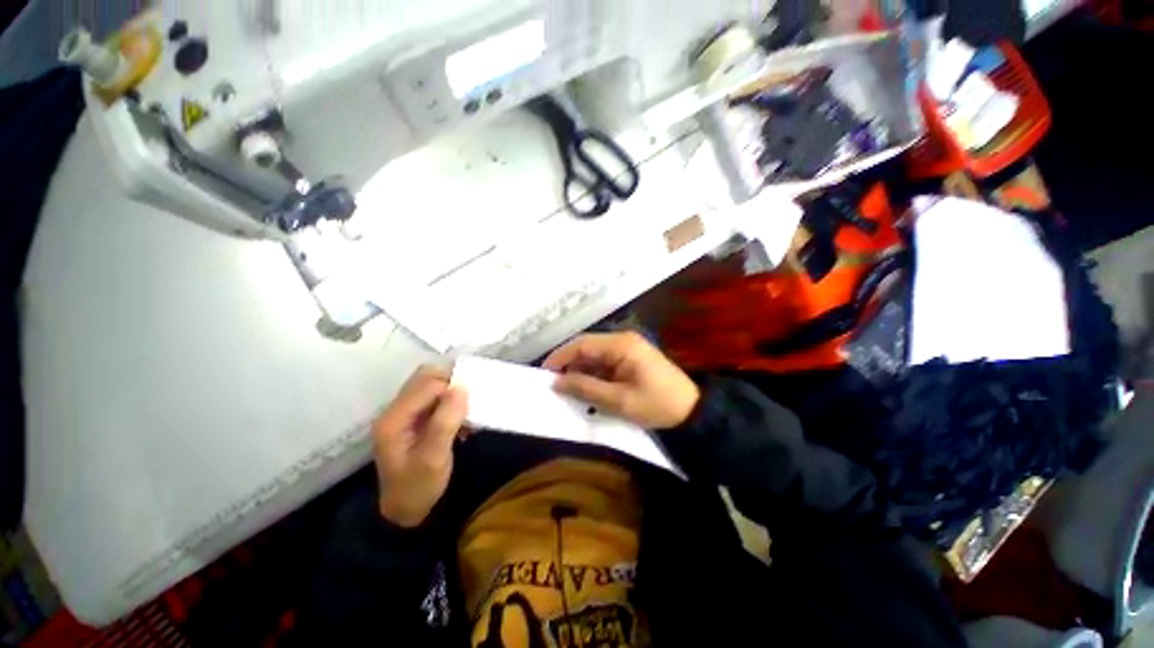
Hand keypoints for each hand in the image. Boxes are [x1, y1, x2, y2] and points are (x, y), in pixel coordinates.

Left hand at [372, 366, 467, 527]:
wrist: (406, 512)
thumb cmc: (419, 487)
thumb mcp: (434, 458)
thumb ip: (446, 421)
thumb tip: (461, 387)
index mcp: (394, 419)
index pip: (427, 385)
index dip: (452, 388)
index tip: (472, 402)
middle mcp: (395, 410)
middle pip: (424, 378)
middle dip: (451, 382)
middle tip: (471, 398)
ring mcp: (404, 414)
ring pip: (430, 385)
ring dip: (451, 391)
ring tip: (467, 408)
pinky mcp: (413, 419)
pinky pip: (433, 398)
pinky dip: (450, 401)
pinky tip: (461, 417)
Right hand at [543, 331, 699, 429]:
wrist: (691, 412)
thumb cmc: (657, 405)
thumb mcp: (619, 401)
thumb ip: (586, 389)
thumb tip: (556, 382)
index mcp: (621, 345)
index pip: (582, 344)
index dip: (561, 357)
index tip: (544, 374)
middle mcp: (623, 341)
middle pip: (587, 348)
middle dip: (570, 366)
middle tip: (555, 386)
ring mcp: (628, 349)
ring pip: (595, 357)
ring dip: (581, 372)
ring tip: (568, 391)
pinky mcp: (631, 359)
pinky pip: (605, 364)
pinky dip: (594, 376)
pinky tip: (587, 391)